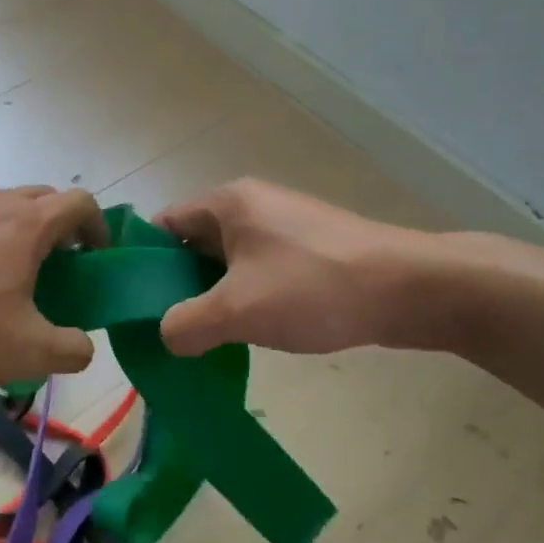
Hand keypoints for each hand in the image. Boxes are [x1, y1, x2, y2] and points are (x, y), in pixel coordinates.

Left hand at [0, 185, 107, 386]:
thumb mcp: (24, 353)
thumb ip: (70, 350)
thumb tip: (82, 345)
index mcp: (27, 223)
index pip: (81, 202)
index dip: (99, 227)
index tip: (95, 259)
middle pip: (44, 199)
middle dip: (61, 229)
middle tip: (57, 270)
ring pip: (4, 208)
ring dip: (20, 235)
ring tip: (8, 280)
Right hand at [156, 179, 484, 356]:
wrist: (410, 289)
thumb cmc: (314, 288)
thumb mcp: (237, 310)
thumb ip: (186, 324)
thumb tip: (166, 334)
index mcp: (227, 203)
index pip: (163, 224)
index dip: (142, 263)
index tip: (133, 306)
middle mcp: (252, 205)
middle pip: (193, 244)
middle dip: (177, 286)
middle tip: (166, 330)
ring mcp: (284, 226)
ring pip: (227, 261)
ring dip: (213, 297)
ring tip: (204, 339)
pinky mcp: (309, 249)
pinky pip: (259, 270)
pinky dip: (245, 298)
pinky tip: (249, 332)